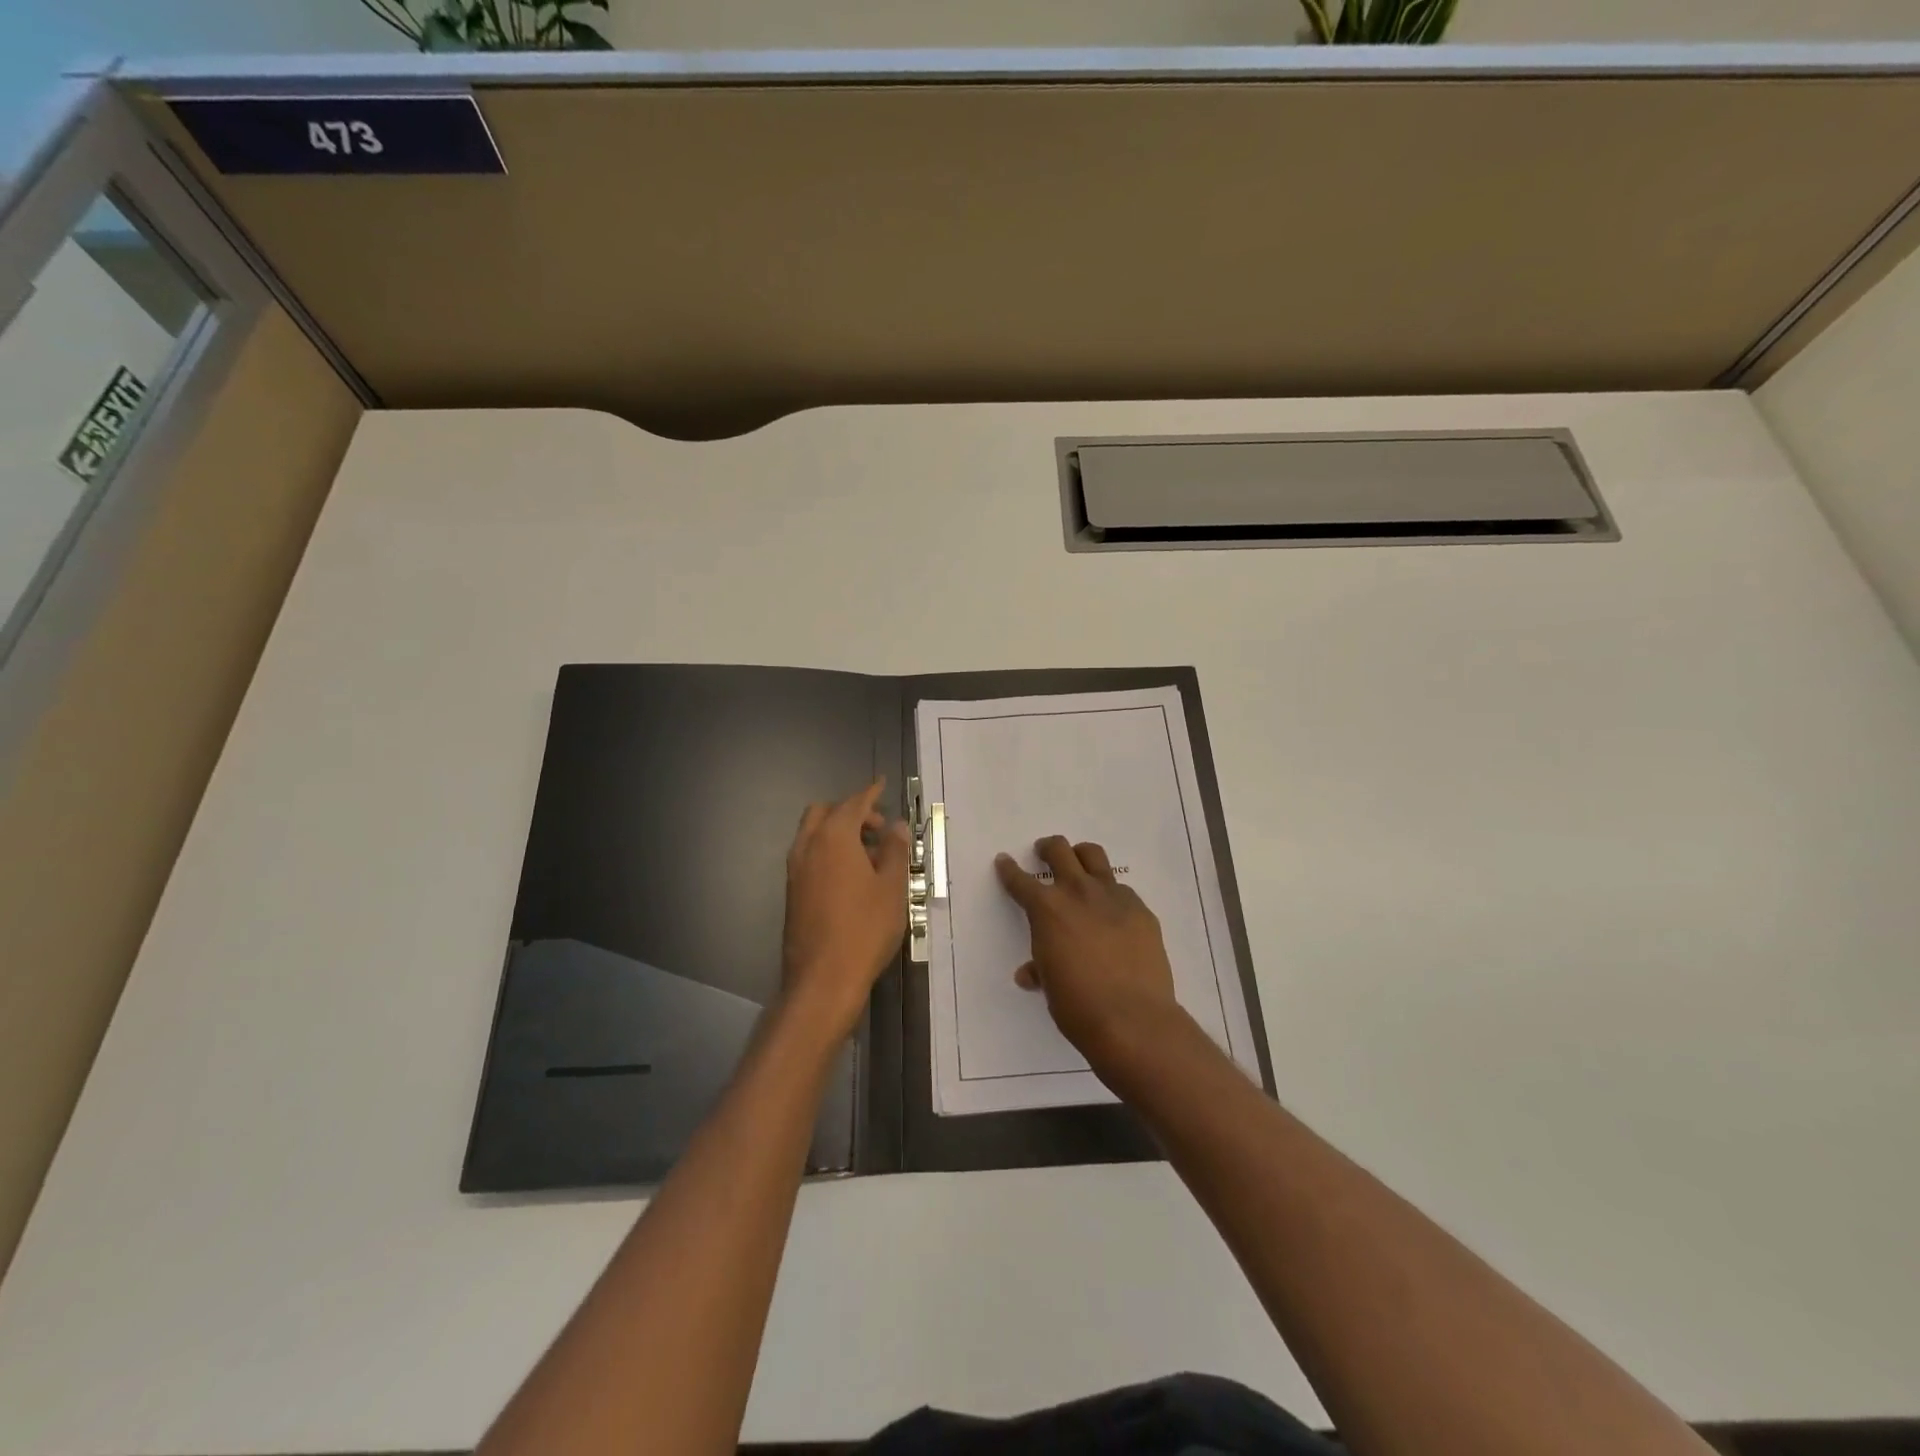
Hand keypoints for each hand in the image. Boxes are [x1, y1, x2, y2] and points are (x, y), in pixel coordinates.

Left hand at [780, 779, 910, 1042]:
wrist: (823, 979)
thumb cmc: (865, 929)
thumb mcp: (892, 888)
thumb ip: (895, 851)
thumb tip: (896, 826)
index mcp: (834, 837)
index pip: (853, 803)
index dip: (870, 793)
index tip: (882, 784)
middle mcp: (808, 846)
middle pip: (825, 813)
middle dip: (851, 812)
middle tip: (878, 829)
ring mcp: (795, 870)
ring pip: (813, 834)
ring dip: (838, 832)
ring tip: (868, 855)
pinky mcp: (791, 892)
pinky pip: (809, 855)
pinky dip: (827, 851)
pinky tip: (850, 876)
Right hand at [994, 836, 1186, 1067]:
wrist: (1133, 1019)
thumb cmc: (1078, 1006)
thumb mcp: (1050, 985)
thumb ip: (1040, 968)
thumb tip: (1030, 973)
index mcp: (1047, 909)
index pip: (1020, 880)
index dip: (1009, 870)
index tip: (1004, 861)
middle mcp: (1078, 892)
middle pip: (1059, 850)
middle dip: (1047, 848)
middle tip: (1044, 852)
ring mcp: (1113, 897)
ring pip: (1093, 856)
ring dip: (1081, 856)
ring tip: (1079, 865)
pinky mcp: (1140, 909)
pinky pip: (1121, 889)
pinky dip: (1111, 893)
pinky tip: (1112, 912)